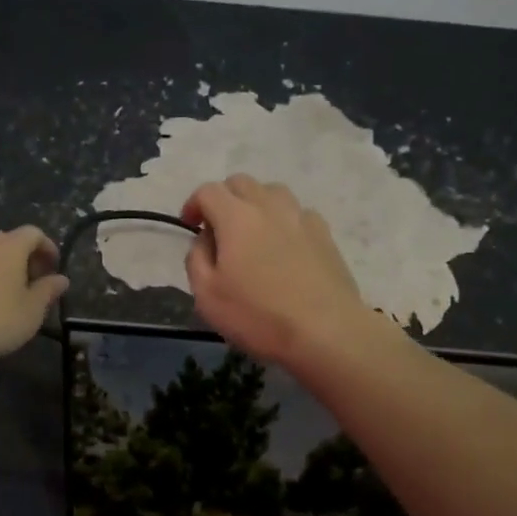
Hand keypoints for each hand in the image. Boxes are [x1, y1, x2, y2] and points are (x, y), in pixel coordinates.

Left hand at [0, 226, 68, 366]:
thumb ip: (48, 291)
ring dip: (5, 266)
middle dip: (26, 256)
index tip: (55, 267)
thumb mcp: (32, 310)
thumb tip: (62, 279)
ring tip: (13, 292)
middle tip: (36, 280)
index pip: (34, 233)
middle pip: (10, 240)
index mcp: (9, 246)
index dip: (48, 247)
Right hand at [181, 175, 373, 367]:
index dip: (193, 204)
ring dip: (255, 204)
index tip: (190, 225)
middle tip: (218, 228)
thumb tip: (205, 240)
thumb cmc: (258, 315)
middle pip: (241, 183)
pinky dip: (283, 220)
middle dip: (224, 199)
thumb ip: (197, 259)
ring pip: (272, 192)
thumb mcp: (207, 295)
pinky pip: (297, 213)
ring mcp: (301, 217)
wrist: (326, 332)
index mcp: (236, 217)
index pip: (208, 191)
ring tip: (252, 233)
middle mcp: (269, 206)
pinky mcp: (325, 234)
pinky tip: (284, 246)